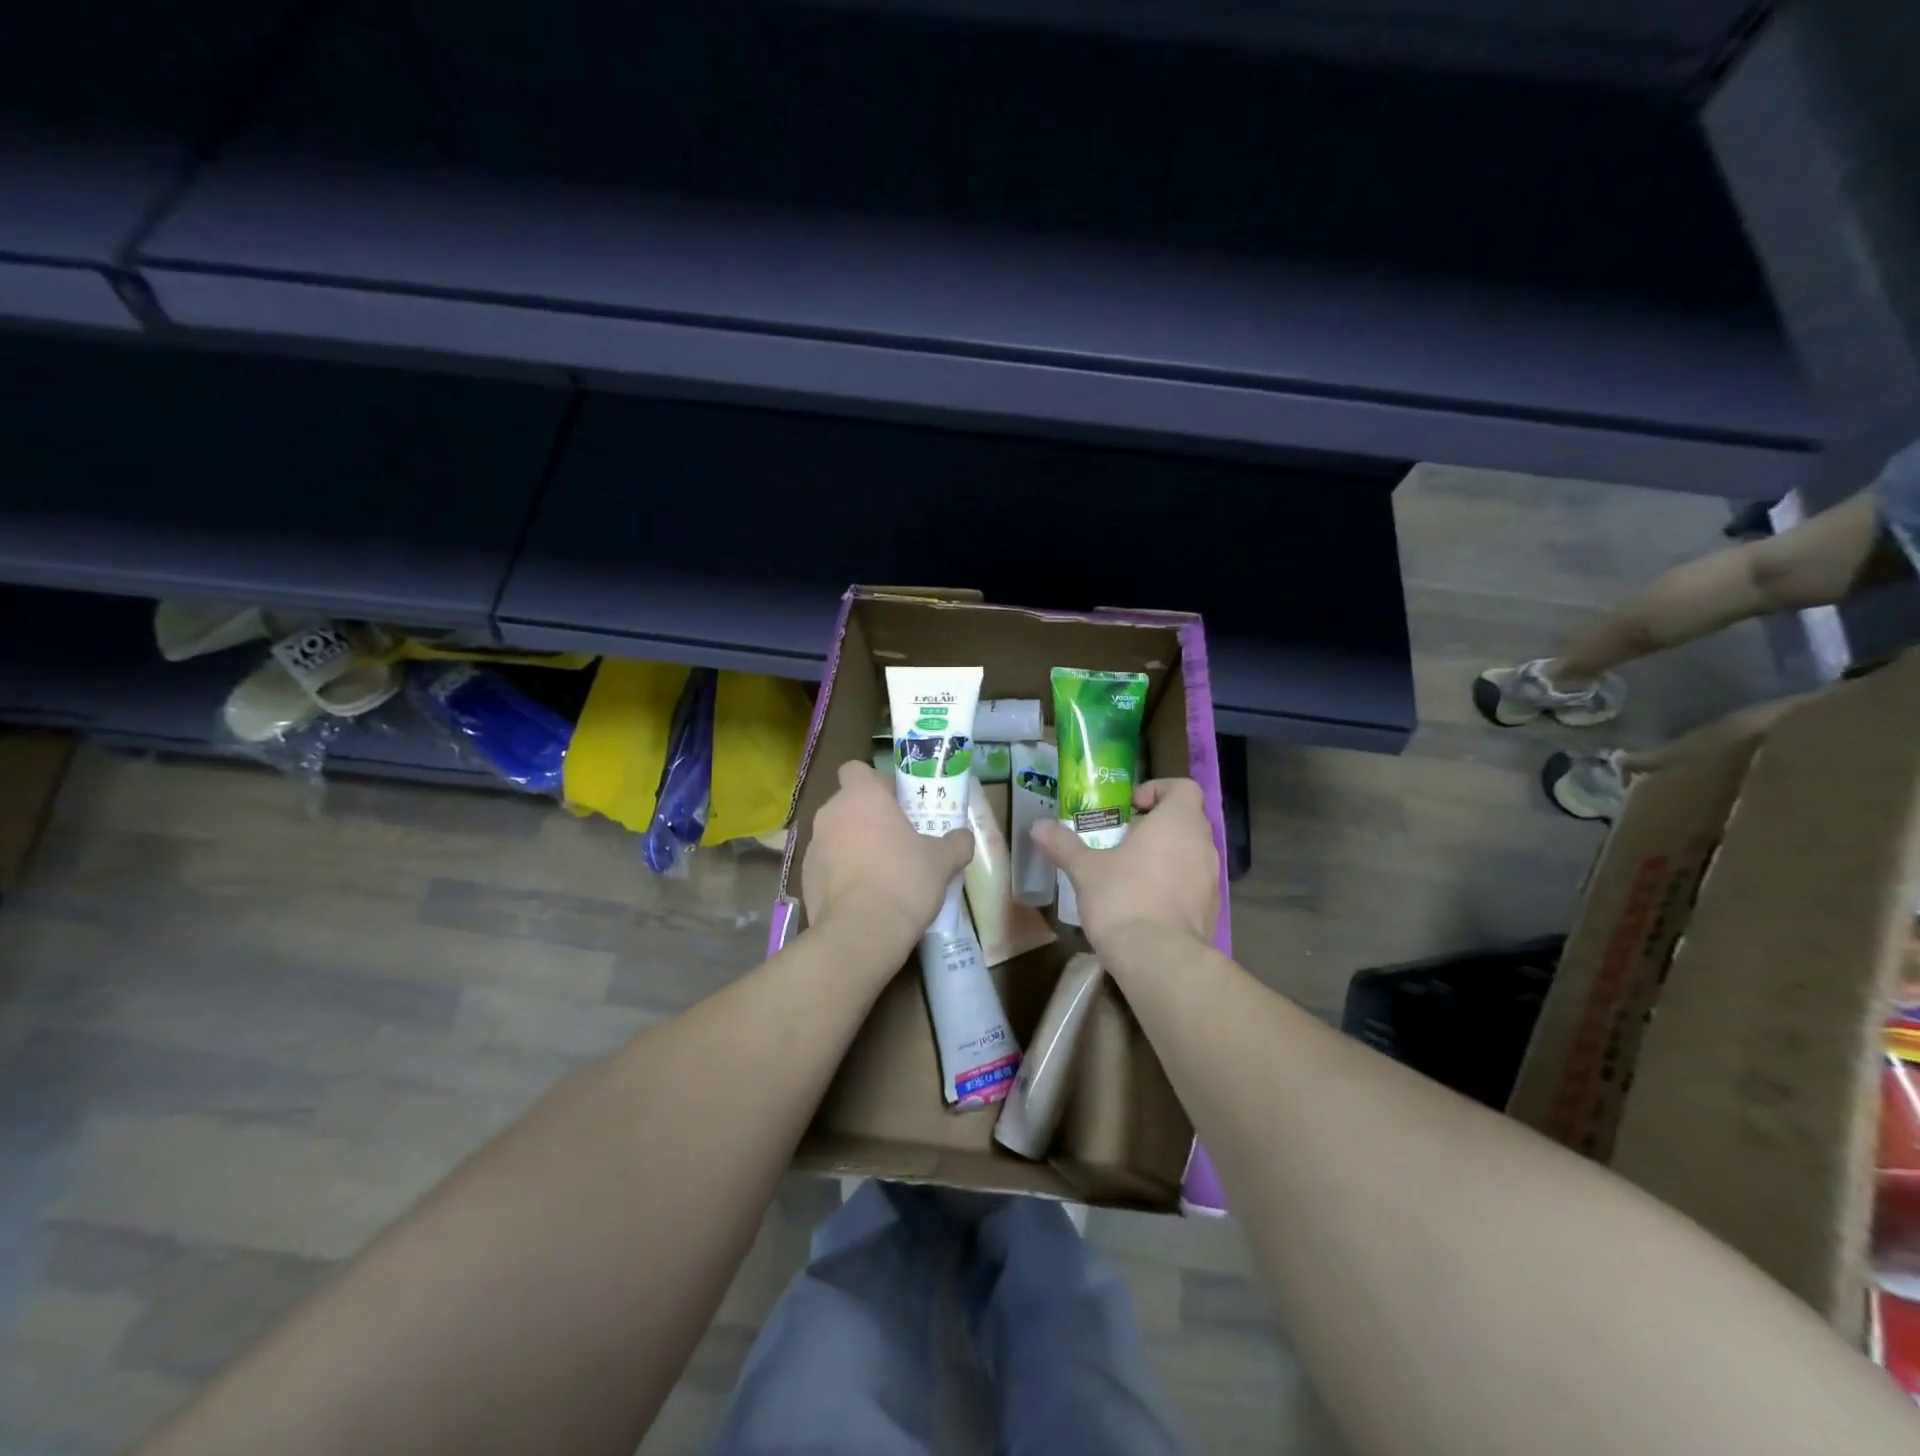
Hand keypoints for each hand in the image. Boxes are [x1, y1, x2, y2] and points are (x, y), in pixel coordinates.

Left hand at [802, 760, 973, 948]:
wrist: (861, 932)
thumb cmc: (904, 880)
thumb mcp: (943, 860)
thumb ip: (956, 842)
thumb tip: (963, 838)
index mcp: (861, 796)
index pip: (856, 769)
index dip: (876, 783)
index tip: (897, 803)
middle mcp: (830, 813)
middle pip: (847, 803)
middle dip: (868, 817)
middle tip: (897, 839)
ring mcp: (812, 846)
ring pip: (836, 835)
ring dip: (854, 845)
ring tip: (881, 872)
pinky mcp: (804, 878)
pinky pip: (827, 865)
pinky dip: (842, 873)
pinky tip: (863, 896)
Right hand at [1033, 778, 1218, 956]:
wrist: (1158, 960)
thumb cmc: (1123, 899)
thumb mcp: (1085, 870)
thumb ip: (1064, 844)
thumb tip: (1038, 826)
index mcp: (1177, 822)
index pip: (1183, 787)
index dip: (1157, 790)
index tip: (1130, 807)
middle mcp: (1203, 844)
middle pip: (1186, 820)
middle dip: (1156, 825)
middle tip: (1122, 839)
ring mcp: (1211, 879)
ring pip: (1190, 853)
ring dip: (1166, 855)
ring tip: (1129, 872)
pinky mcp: (1211, 910)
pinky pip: (1193, 884)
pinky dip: (1173, 885)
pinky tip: (1144, 903)